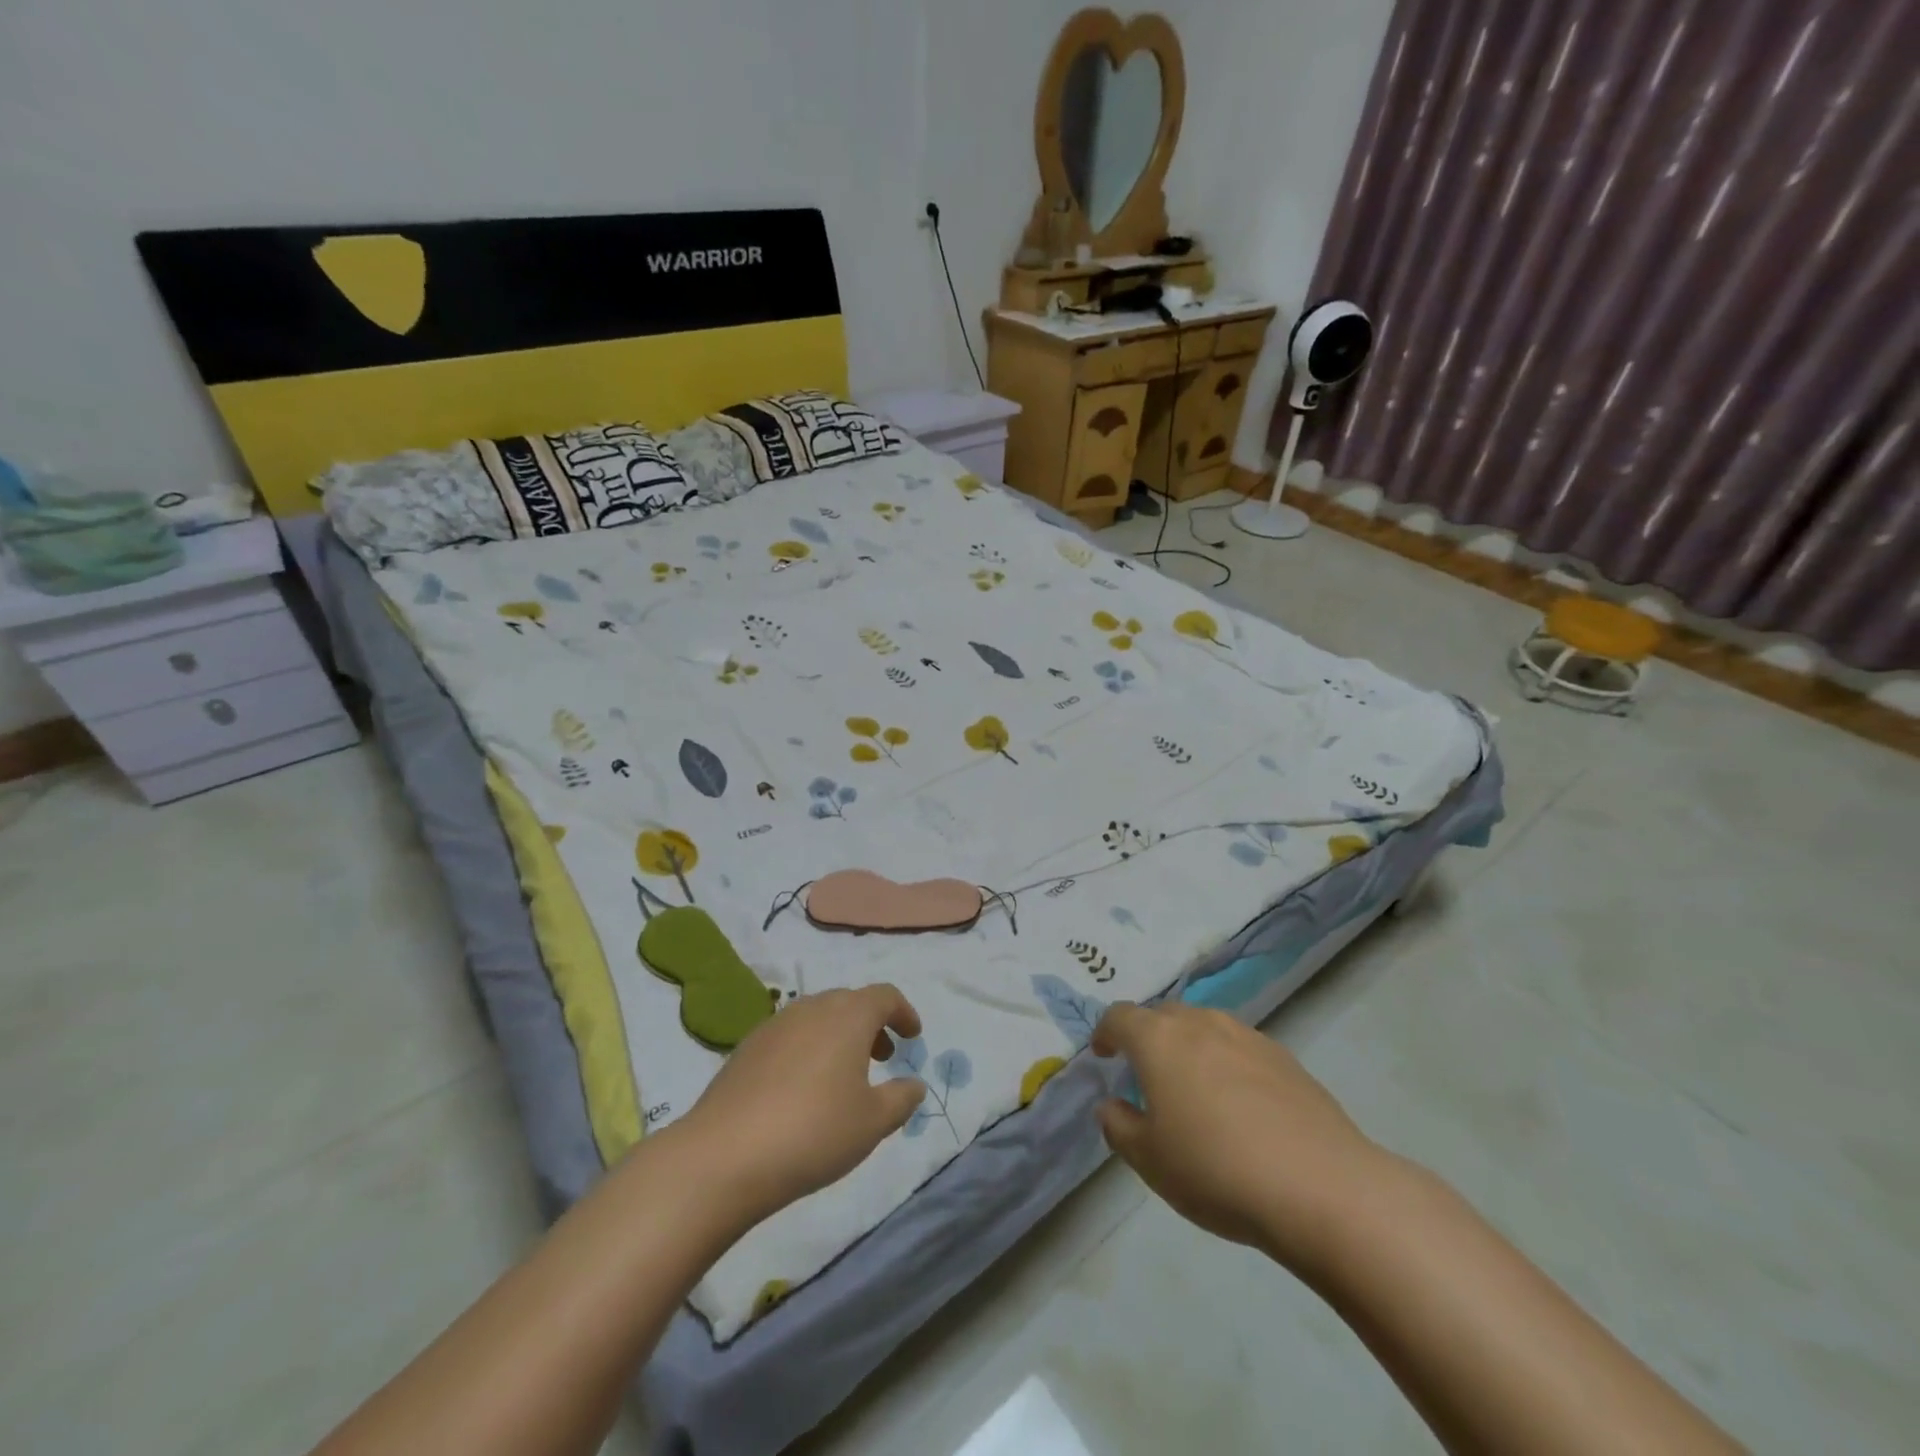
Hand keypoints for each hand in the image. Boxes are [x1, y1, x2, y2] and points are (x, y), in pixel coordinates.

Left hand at [672, 985, 927, 1225]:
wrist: (723, 1156)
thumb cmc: (813, 1132)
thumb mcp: (872, 1122)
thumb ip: (901, 1099)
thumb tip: (914, 1084)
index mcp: (848, 1015)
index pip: (884, 996)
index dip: (904, 1013)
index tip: (913, 1036)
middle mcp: (812, 1008)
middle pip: (850, 1002)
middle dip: (871, 1025)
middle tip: (883, 1058)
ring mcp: (775, 1025)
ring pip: (818, 1017)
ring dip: (839, 1036)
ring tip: (844, 1076)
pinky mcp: (747, 1048)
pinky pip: (791, 1036)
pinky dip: (809, 1049)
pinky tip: (803, 1090)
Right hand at [1092, 1002, 1388, 1272]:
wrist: (1321, 1187)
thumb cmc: (1216, 1169)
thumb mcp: (1149, 1160)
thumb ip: (1119, 1126)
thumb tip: (1112, 1105)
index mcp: (1158, 1039)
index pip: (1119, 1017)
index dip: (1106, 1033)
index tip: (1104, 1055)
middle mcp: (1201, 1023)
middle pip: (1163, 1015)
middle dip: (1148, 1036)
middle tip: (1146, 1074)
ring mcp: (1247, 1036)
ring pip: (1205, 1027)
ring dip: (1190, 1047)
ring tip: (1194, 1088)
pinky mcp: (1285, 1057)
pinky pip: (1240, 1048)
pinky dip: (1227, 1063)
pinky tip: (1240, 1106)